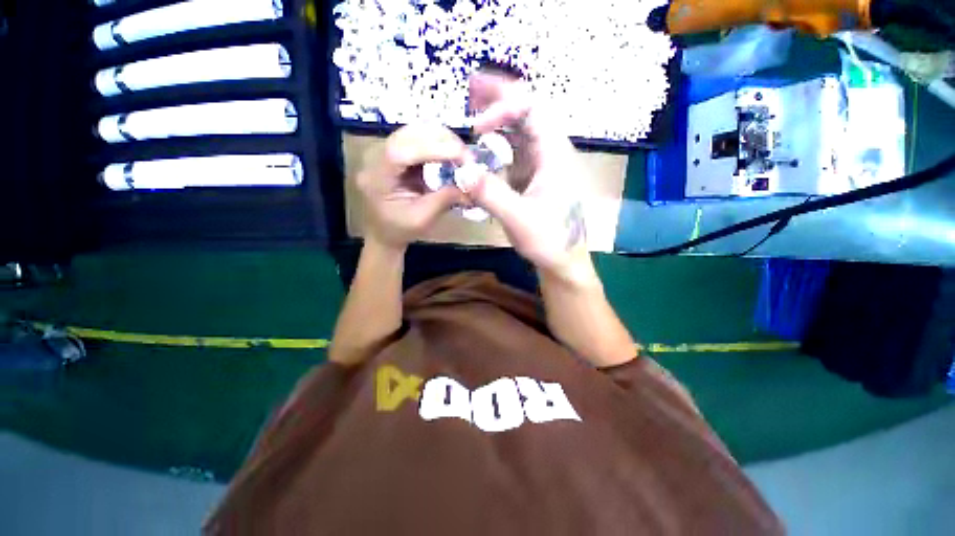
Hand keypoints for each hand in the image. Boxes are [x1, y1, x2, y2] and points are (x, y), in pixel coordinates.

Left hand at [356, 124, 468, 249]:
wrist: (384, 233)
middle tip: (465, 154)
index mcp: (376, 179)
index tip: (460, 155)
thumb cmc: (401, 230)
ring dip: (440, 138)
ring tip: (460, 153)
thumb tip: (471, 182)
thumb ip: (445, 199)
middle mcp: (374, 158)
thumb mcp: (423, 219)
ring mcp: (383, 152)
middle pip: (406, 135)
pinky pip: (416, 138)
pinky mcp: (394, 152)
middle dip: (440, 139)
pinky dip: (436, 142)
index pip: (400, 153)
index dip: (431, 149)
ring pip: (412, 131)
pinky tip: (449, 153)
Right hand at [463, 70, 595, 284]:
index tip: (477, 128)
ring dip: (499, 116)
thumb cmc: (550, 241)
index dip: (503, 108)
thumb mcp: (518, 219)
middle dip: (500, 97)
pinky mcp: (534, 177)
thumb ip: (490, 195)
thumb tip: (461, 170)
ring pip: (522, 130)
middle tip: (471, 87)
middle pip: (528, 111)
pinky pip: (516, 151)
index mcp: (554, 154)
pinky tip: (484, 142)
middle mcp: (551, 152)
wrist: (564, 260)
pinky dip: (499, 141)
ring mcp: (542, 164)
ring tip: (473, 106)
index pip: (532, 110)